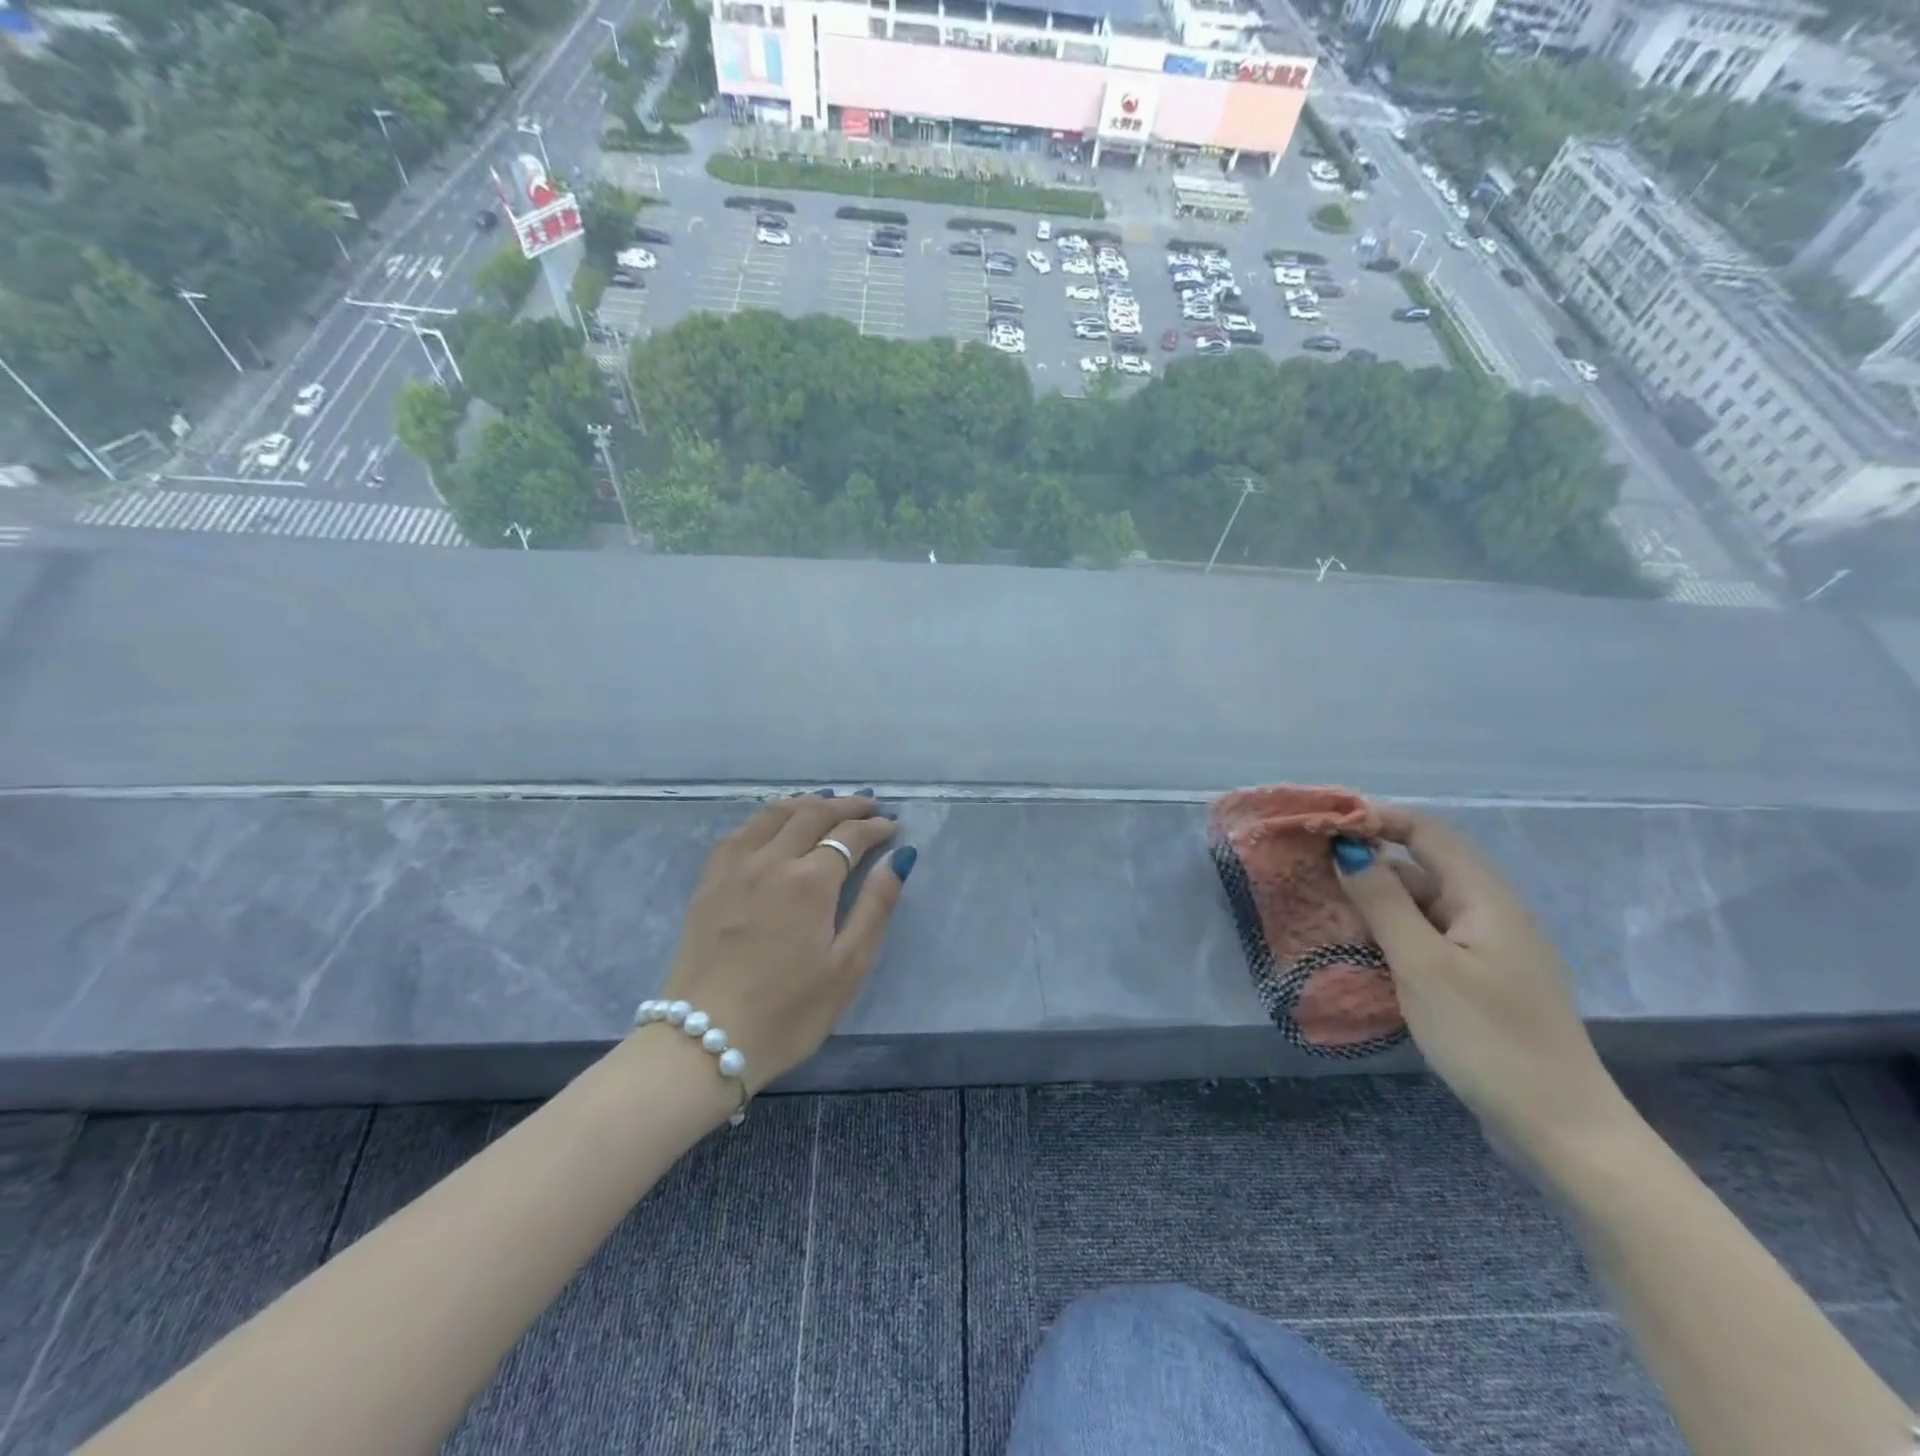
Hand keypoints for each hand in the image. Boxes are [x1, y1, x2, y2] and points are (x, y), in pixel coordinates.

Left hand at [655, 793, 914, 1095]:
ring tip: (828, 804)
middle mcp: (771, 860)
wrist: (704, 1040)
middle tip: (870, 806)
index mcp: (810, 881)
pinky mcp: (709, 882)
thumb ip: (876, 906)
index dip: (875, 827)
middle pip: (813, 814)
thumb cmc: (789, 1011)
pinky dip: (767, 817)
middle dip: (846, 806)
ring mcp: (734, 867)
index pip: (850, 835)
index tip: (893, 827)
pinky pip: (740, 831)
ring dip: (807, 803)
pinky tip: (774, 824)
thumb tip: (898, 858)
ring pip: (774, 814)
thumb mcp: (847, 967)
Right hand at [1333, 806, 1625, 1153]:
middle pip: (1420, 868)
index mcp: (1484, 897)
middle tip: (1310, 878)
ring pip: (1420, 908)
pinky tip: (1358, 957)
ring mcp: (1486, 950)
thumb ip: (1383, 901)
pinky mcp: (1479, 982)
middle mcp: (1488, 914)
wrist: (1560, 1130)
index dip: (1375, 819)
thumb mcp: (1423, 964)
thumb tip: (1348, 848)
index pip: (1426, 831)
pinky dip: (1390, 939)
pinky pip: (1426, 941)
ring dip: (1373, 906)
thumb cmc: (1488, 1038)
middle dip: (1366, 866)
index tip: (1322, 829)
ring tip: (1322, 917)